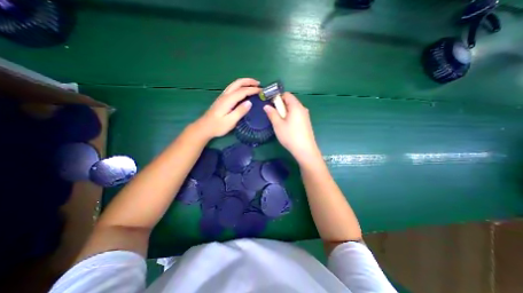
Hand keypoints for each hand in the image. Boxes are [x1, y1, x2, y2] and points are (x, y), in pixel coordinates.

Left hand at [195, 77, 260, 138]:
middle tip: (258, 84)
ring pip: (234, 84)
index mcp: (228, 100)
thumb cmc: (218, 126)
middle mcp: (225, 95)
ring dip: (244, 82)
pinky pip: (232, 88)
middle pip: (237, 83)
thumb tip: (250, 102)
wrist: (204, 127)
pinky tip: (243, 90)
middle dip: (248, 81)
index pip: (242, 91)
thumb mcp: (230, 121)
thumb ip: (240, 111)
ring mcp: (223, 96)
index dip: (252, 90)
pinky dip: (240, 86)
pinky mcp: (222, 99)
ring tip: (253, 84)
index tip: (261, 91)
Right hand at [263, 91, 320, 161]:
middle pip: (290, 101)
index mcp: (296, 106)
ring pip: (293, 109)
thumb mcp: (278, 125)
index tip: (271, 106)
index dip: (278, 97)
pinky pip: (297, 115)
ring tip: (280, 123)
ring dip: (285, 113)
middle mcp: (302, 108)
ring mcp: (306, 116)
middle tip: (275, 116)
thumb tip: (266, 106)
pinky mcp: (306, 122)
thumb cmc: (290, 136)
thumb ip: (272, 113)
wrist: (305, 150)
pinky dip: (290, 117)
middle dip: (281, 106)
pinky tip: (288, 127)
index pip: (287, 94)